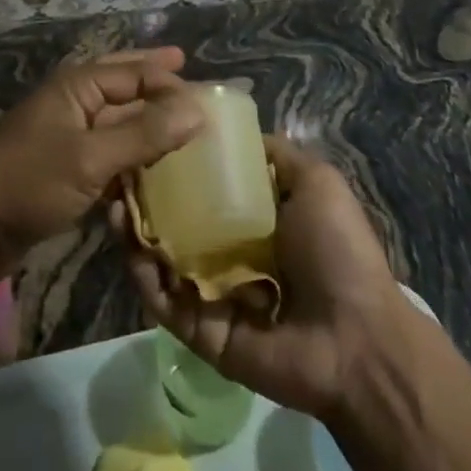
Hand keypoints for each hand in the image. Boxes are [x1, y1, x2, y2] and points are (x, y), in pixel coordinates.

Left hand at [0, 48, 202, 283]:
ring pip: (117, 122)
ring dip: (147, 121)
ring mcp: (67, 138)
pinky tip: (153, 170)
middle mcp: (74, 103)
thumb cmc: (28, 180)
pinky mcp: (64, 172)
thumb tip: (198, 109)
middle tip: (189, 67)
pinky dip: (131, 158)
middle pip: (123, 85)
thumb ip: (144, 134)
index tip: (213, 97)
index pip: (136, 73)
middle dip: (155, 78)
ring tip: (182, 122)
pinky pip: (108, 156)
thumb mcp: (90, 157)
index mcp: (78, 86)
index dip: (172, 81)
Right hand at [121, 136, 411, 421]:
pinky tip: (129, 245)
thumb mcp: (317, 183)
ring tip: (113, 203)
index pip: (203, 186)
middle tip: (117, 172)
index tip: (146, 136)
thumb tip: (234, 131)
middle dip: (144, 196)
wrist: (356, 340)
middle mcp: (227, 252)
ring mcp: (210, 293)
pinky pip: (163, 301)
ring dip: (134, 232)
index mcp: (253, 219)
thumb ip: (276, 155)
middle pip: (174, 220)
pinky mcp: (199, 331)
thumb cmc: (336, 251)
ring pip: (160, 257)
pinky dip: (143, 276)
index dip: (175, 163)